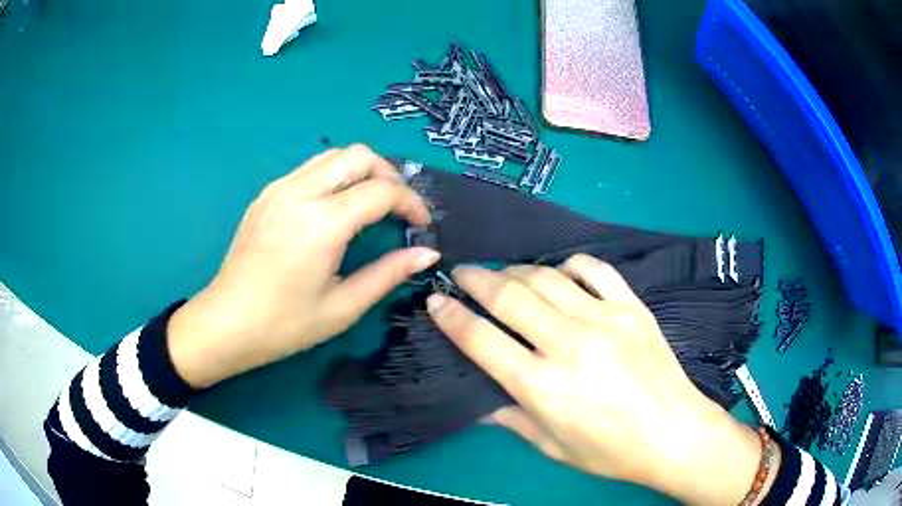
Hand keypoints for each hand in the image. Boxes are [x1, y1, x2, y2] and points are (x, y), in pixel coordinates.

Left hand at [167, 145, 439, 387]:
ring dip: (360, 170)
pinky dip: (334, 176)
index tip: (422, 224)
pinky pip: (309, 168)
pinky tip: (334, 208)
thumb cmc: (285, 324)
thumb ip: (389, 273)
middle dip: (388, 174)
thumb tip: (428, 253)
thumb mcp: (343, 306)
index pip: (382, 190)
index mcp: (323, 222)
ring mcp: (279, 188)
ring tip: (370, 203)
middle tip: (397, 208)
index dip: (411, 202)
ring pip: (333, 155)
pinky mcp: (266, 194)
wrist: (227, 323)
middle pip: (359, 155)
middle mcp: (300, 192)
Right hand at [426, 255, 771, 505]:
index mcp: (543, 387)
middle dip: (475, 279)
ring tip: (502, 274)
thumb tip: (478, 399)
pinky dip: (570, 265)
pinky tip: (559, 272)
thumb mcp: (552, 447)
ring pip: (547, 278)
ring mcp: (605, 320)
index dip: (451, 317)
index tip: (435, 301)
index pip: (481, 340)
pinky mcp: (632, 308)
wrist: (673, 433)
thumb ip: (511, 418)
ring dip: (516, 270)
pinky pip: (595, 270)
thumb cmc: (610, 451)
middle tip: (460, 273)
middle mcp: (569, 346)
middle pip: (509, 297)